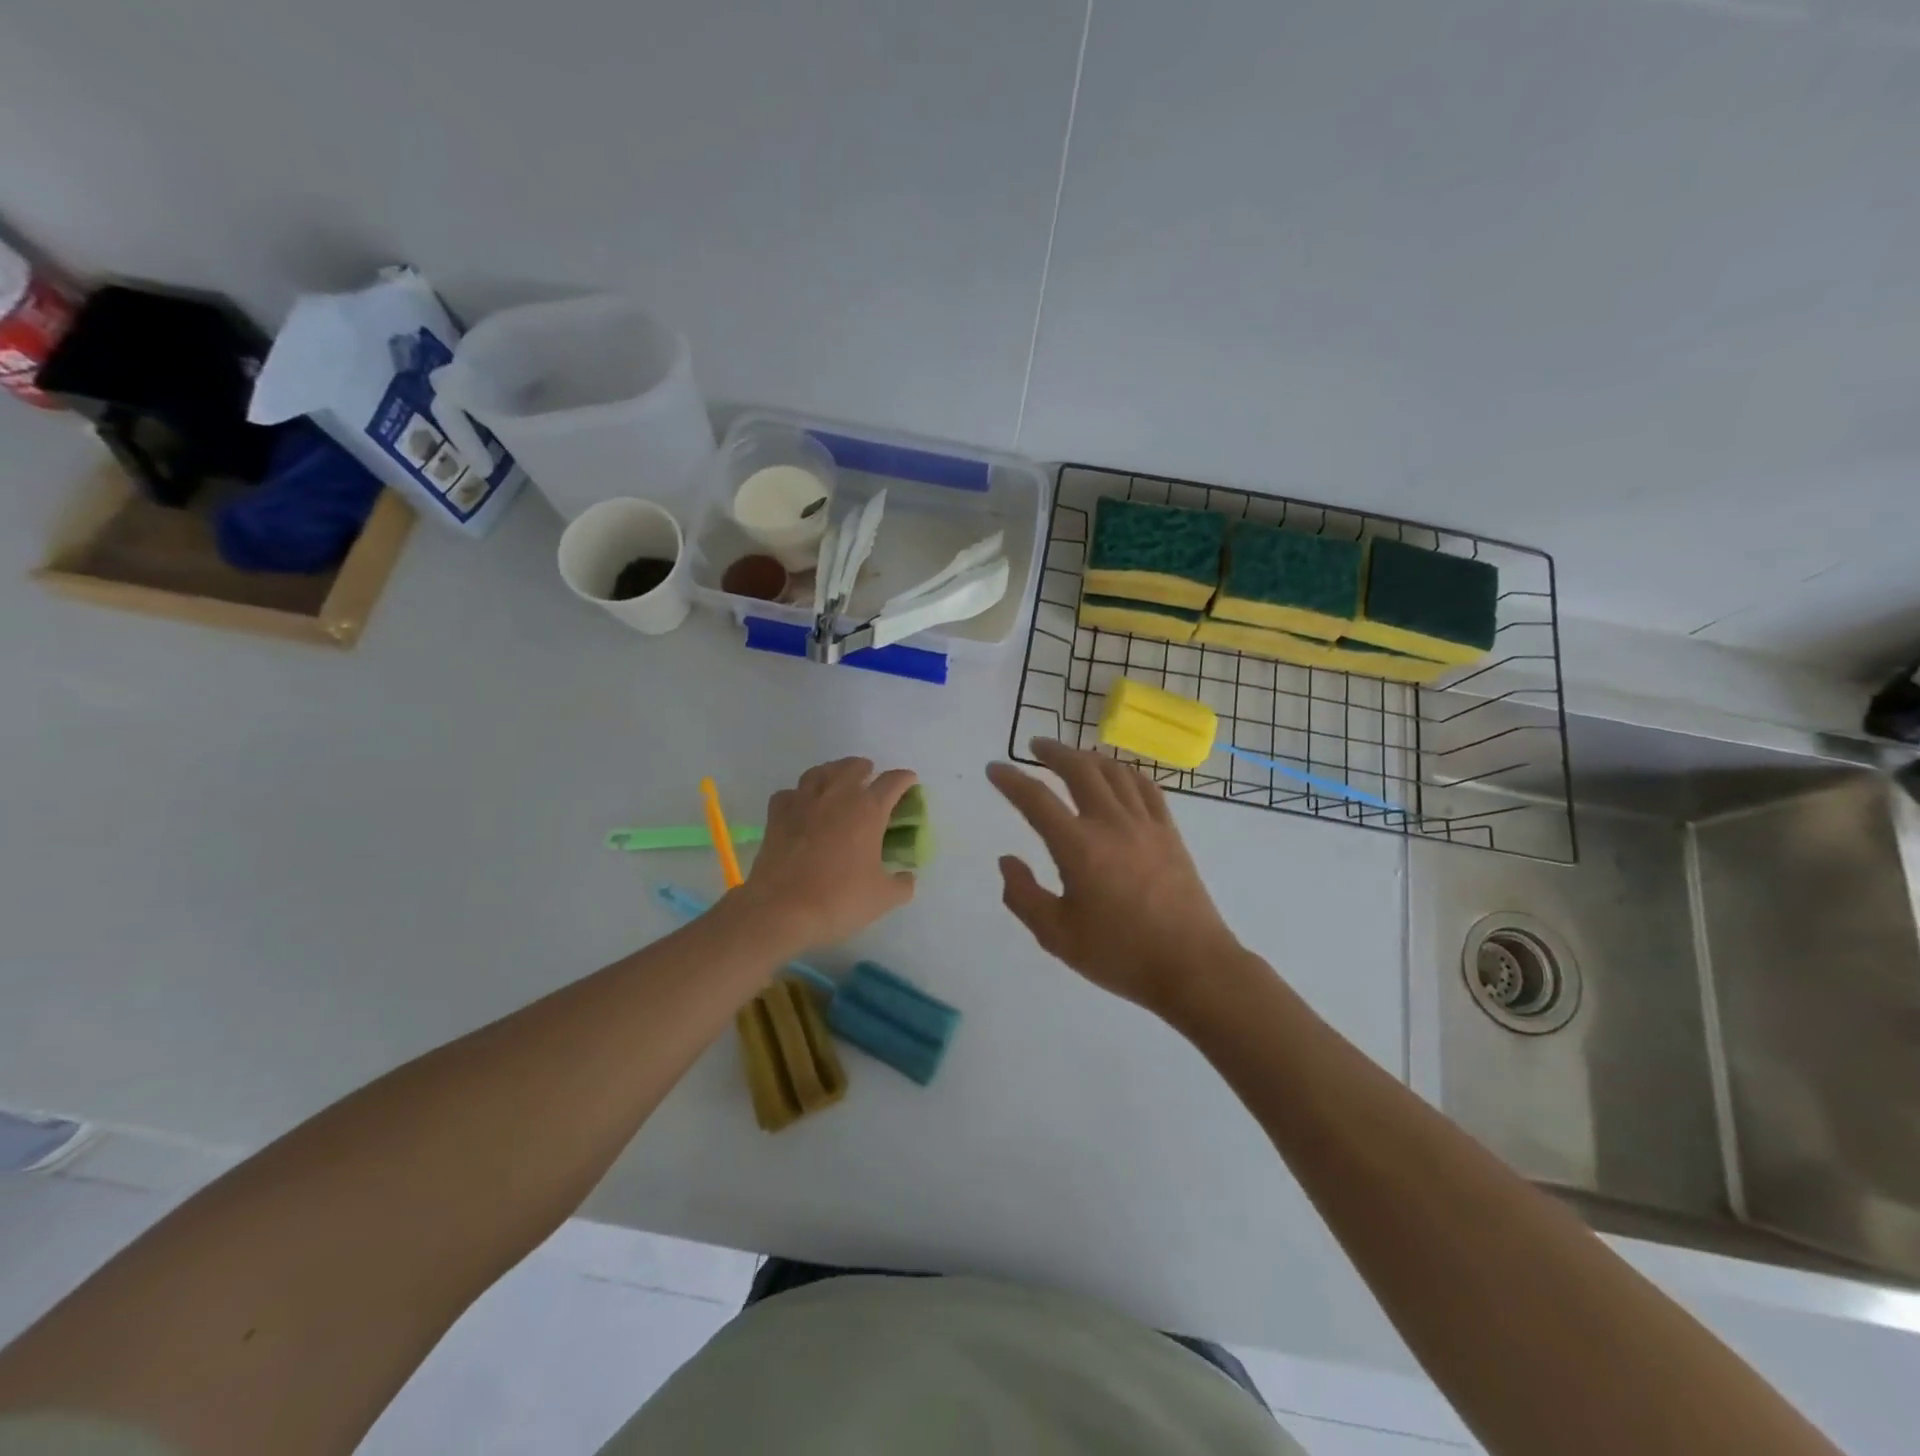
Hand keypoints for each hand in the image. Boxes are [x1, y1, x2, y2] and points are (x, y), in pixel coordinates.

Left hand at [737, 757, 917, 951]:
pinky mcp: (777, 815)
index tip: (910, 782)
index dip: (905, 779)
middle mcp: (837, 796)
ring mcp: (804, 802)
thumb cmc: (839, 900)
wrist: (782, 909)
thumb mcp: (883, 898)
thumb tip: (908, 878)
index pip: (893, 782)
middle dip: (866, 769)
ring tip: (837, 781)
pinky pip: (790, 793)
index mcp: (868, 810)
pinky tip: (802, 805)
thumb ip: (902, 885)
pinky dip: (799, 794)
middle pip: (853, 767)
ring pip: (820, 772)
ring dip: (833, 772)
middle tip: (871, 778)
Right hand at [987, 739, 1242, 1018]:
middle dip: (1053, 752)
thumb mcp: (1056, 935)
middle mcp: (1110, 823)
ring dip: (1088, 757)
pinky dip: (1126, 772)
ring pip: (1114, 772)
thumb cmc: (1119, 955)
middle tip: (1034, 746)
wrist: (1192, 967)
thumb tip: (1007, 860)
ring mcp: (1145, 824)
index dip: (1010, 780)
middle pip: (1079, 770)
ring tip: (1073, 756)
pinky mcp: (1170, 833)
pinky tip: (1119, 774)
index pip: (1036, 800)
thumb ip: (1023, 896)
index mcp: (1078, 847)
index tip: (994, 769)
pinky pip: (1146, 788)